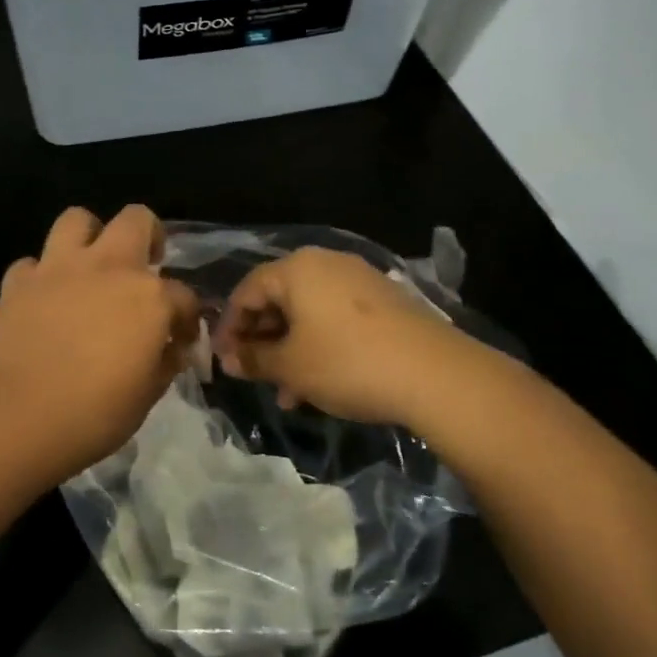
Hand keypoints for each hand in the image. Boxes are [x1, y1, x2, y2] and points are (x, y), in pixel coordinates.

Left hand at [0, 205, 201, 487]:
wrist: (10, 415)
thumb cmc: (90, 415)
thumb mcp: (144, 398)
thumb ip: (162, 365)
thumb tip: (171, 350)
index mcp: (149, 298)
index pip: (183, 296)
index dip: (187, 318)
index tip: (180, 340)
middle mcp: (108, 268)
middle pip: (137, 219)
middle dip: (148, 235)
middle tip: (144, 265)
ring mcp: (59, 268)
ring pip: (78, 219)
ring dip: (89, 236)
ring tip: (91, 266)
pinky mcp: (18, 281)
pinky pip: (32, 263)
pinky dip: (40, 276)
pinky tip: (43, 299)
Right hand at [214, 248, 468, 424]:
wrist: (434, 374)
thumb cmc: (347, 363)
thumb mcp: (291, 366)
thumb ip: (254, 359)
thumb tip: (228, 359)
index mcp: (297, 268)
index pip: (246, 290)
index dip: (229, 326)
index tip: (222, 360)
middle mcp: (326, 263)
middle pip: (279, 298)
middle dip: (262, 340)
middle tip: (253, 375)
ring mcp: (359, 279)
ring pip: (308, 312)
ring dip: (290, 349)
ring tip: (287, 392)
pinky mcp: (384, 301)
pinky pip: (335, 317)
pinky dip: (319, 344)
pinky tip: (320, 383)